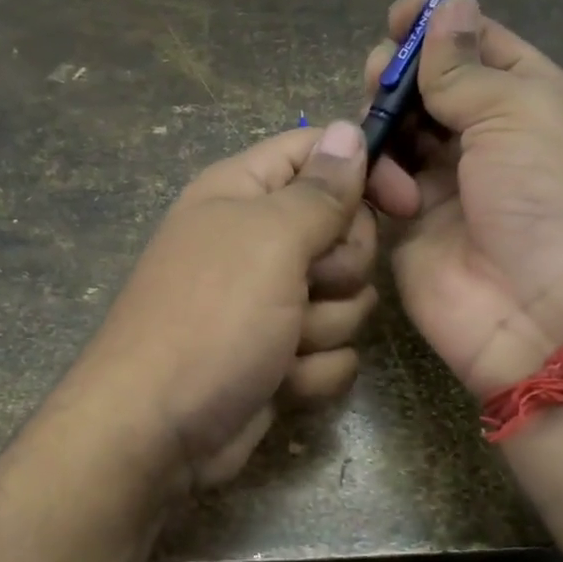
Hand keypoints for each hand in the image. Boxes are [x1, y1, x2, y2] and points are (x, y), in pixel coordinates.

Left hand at [78, 121, 376, 489]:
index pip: (320, 154)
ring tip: (280, 344)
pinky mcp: (280, 357)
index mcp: (243, 194)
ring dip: (323, 327)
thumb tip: (346, 130)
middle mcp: (257, 242)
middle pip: (345, 231)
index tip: (404, 203)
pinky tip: (278, 382)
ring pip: (346, 299)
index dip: (366, 171)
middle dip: (339, 268)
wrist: (159, 431)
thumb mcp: (269, 240)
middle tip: (307, 285)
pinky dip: (311, 371)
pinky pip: (332, 352)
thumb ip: (319, 189)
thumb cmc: (212, 318)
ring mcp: (270, 304)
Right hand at [365, 0, 562, 397]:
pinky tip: (384, 187)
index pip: (482, 47)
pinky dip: (375, 175)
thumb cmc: (549, 200)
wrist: (543, 318)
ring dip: (384, 121)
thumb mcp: (520, 114)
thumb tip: (449, 6)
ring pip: (400, 133)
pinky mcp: (410, 227)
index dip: (441, 25)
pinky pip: (380, 184)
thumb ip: (467, 67)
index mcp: (532, 102)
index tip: (398, 14)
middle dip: (401, 73)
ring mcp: (448, 186)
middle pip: (432, 88)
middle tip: (378, 73)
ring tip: (376, 128)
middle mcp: (489, 140)